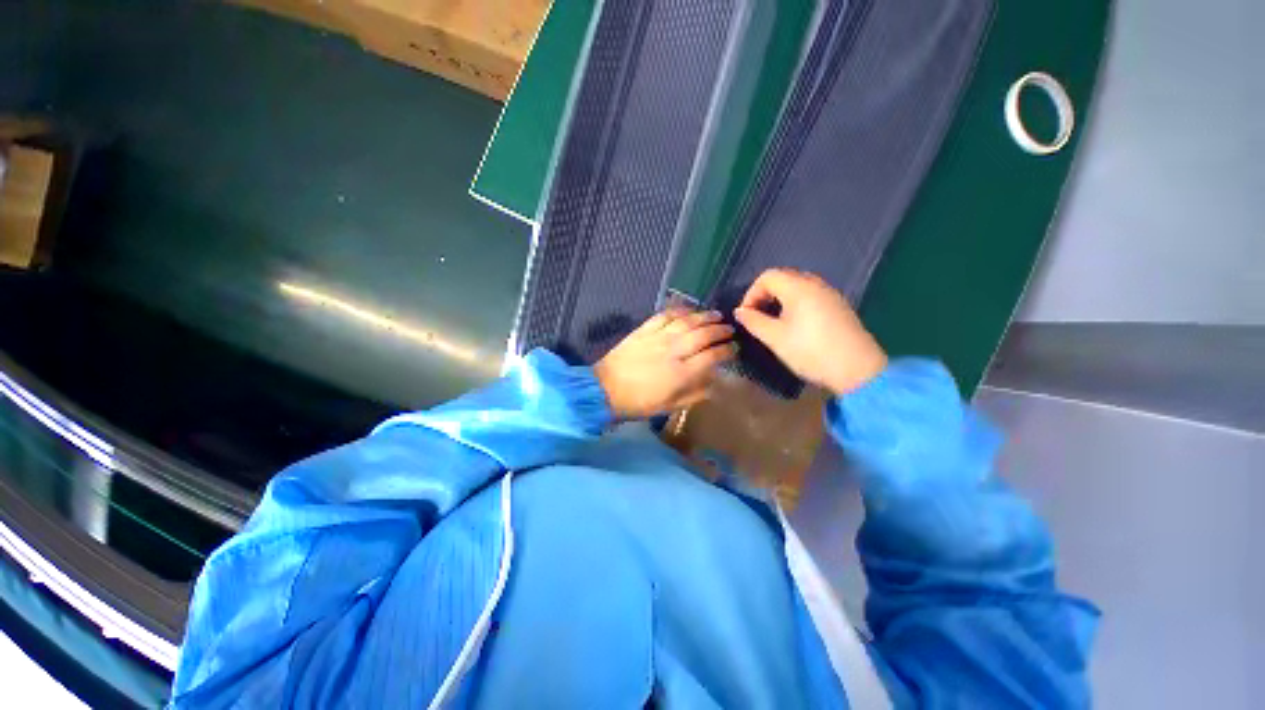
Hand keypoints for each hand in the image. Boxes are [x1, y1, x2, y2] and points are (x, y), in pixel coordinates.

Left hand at [594, 308, 736, 419]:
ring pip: (687, 321)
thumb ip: (695, 393)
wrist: (606, 389)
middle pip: (703, 335)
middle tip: (729, 329)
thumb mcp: (670, 406)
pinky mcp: (644, 330)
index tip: (735, 349)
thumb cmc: (640, 402)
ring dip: (705, 316)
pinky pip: (665, 315)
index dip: (727, 351)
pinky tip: (689, 310)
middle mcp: (673, 351)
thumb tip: (714, 381)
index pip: (712, 356)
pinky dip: (680, 310)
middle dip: (720, 330)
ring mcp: (658, 337)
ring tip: (716, 315)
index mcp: (681, 373)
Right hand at [734, 268, 886, 395]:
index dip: (751, 293)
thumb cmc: (810, 351)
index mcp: (799, 287)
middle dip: (765, 294)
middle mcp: (816, 284)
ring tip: (773, 322)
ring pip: (798, 286)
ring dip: (780, 299)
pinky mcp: (839, 307)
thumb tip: (739, 312)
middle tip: (757, 317)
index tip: (746, 315)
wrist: (857, 370)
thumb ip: (753, 321)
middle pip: (783, 277)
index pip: (768, 276)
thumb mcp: (775, 338)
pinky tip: (794, 325)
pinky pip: (811, 295)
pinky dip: (795, 303)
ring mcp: (830, 294)